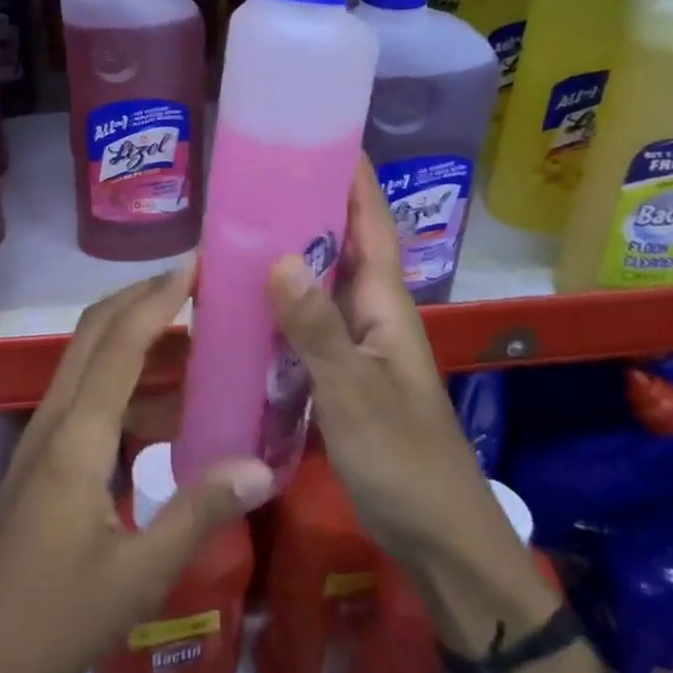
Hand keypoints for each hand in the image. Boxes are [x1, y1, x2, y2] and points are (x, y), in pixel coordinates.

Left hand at [0, 261, 273, 672]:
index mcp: (78, 435)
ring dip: (135, 337)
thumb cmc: (53, 619)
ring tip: (194, 339)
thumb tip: (261, 466)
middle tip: (197, 285)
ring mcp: (43, 436)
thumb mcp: (139, 575)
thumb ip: (199, 513)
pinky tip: (165, 411)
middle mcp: (55, 418)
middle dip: (142, 297)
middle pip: (96, 332)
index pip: (122, 341)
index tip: (196, 263)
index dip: (159, 296)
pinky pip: (87, 396)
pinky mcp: (42, 458)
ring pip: (89, 360)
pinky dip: (126, 383)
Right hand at [265, 157, 489, 567]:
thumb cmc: (405, 462)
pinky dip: (278, 300)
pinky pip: (305, 318)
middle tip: (248, 174)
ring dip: (286, 249)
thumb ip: (316, 329)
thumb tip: (276, 255)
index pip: (369, 219)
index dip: (348, 172)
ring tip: (232, 224)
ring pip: (319, 279)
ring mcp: (356, 341)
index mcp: (385, 302)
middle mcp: (371, 310)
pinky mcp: (340, 370)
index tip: (312, 130)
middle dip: (304, 201)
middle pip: (340, 240)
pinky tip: (241, 300)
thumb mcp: (355, 395)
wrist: (440, 541)